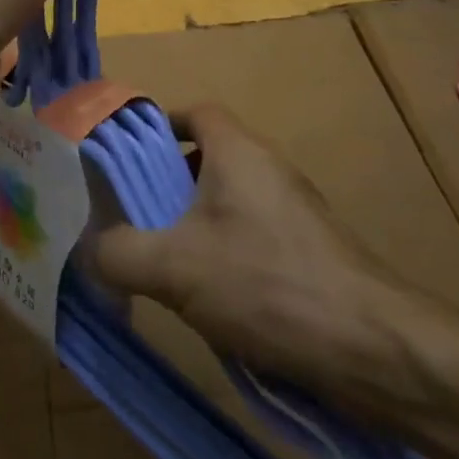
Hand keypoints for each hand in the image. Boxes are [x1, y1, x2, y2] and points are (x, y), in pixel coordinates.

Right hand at [92, 106, 414, 384]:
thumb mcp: (175, 268)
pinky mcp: (312, 251)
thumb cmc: (266, 283)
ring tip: (163, 261)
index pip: (195, 111)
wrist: (373, 348)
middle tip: (133, 215)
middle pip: (209, 156)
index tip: (126, 157)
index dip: (159, 126)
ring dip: (195, 222)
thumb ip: (118, 252)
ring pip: (231, 199)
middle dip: (168, 182)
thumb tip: (85, 247)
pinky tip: (211, 299)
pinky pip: (254, 234)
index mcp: (238, 151)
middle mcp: (269, 168)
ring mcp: (296, 210)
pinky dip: (226, 252)